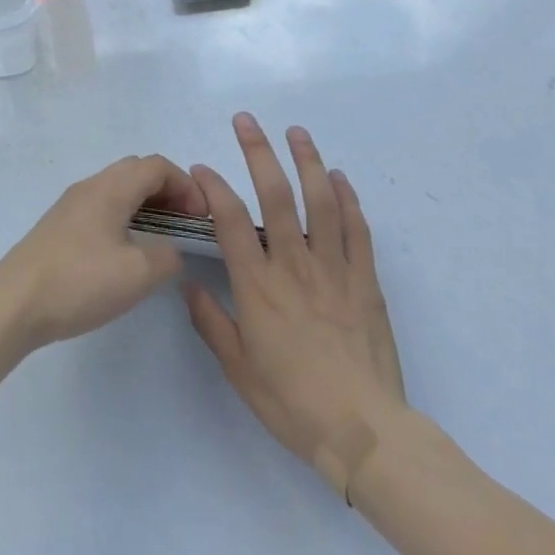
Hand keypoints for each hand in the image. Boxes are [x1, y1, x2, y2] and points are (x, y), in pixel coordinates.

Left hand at [0, 155, 207, 350]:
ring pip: (118, 189)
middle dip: (168, 191)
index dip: (187, 185)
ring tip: (162, 240)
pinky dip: (125, 217)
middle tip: (185, 225)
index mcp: (111, 187)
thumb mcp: (137, 274)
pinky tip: (127, 252)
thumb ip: (168, 257)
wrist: (15, 303)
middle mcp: (91, 185)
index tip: (202, 217)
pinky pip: (103, 206)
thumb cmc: (80, 281)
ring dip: (145, 205)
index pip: (158, 166)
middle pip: (137, 171)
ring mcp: (72, 204)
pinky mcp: (61, 225)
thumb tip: (172, 250)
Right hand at [184, 113, 411, 496]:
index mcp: (258, 286)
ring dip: (307, 161)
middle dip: (258, 151)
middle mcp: (294, 265)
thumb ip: (211, 322)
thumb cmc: (293, 402)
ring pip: (320, 202)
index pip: (230, 221)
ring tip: (297, 131)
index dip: (213, 187)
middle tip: (246, 119)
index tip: (201, 167)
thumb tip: (188, 284)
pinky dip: (348, 199)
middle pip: (275, 195)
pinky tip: (339, 177)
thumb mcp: (239, 370)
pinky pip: (357, 230)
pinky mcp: (365, 281)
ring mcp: (334, 269)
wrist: (365, 434)